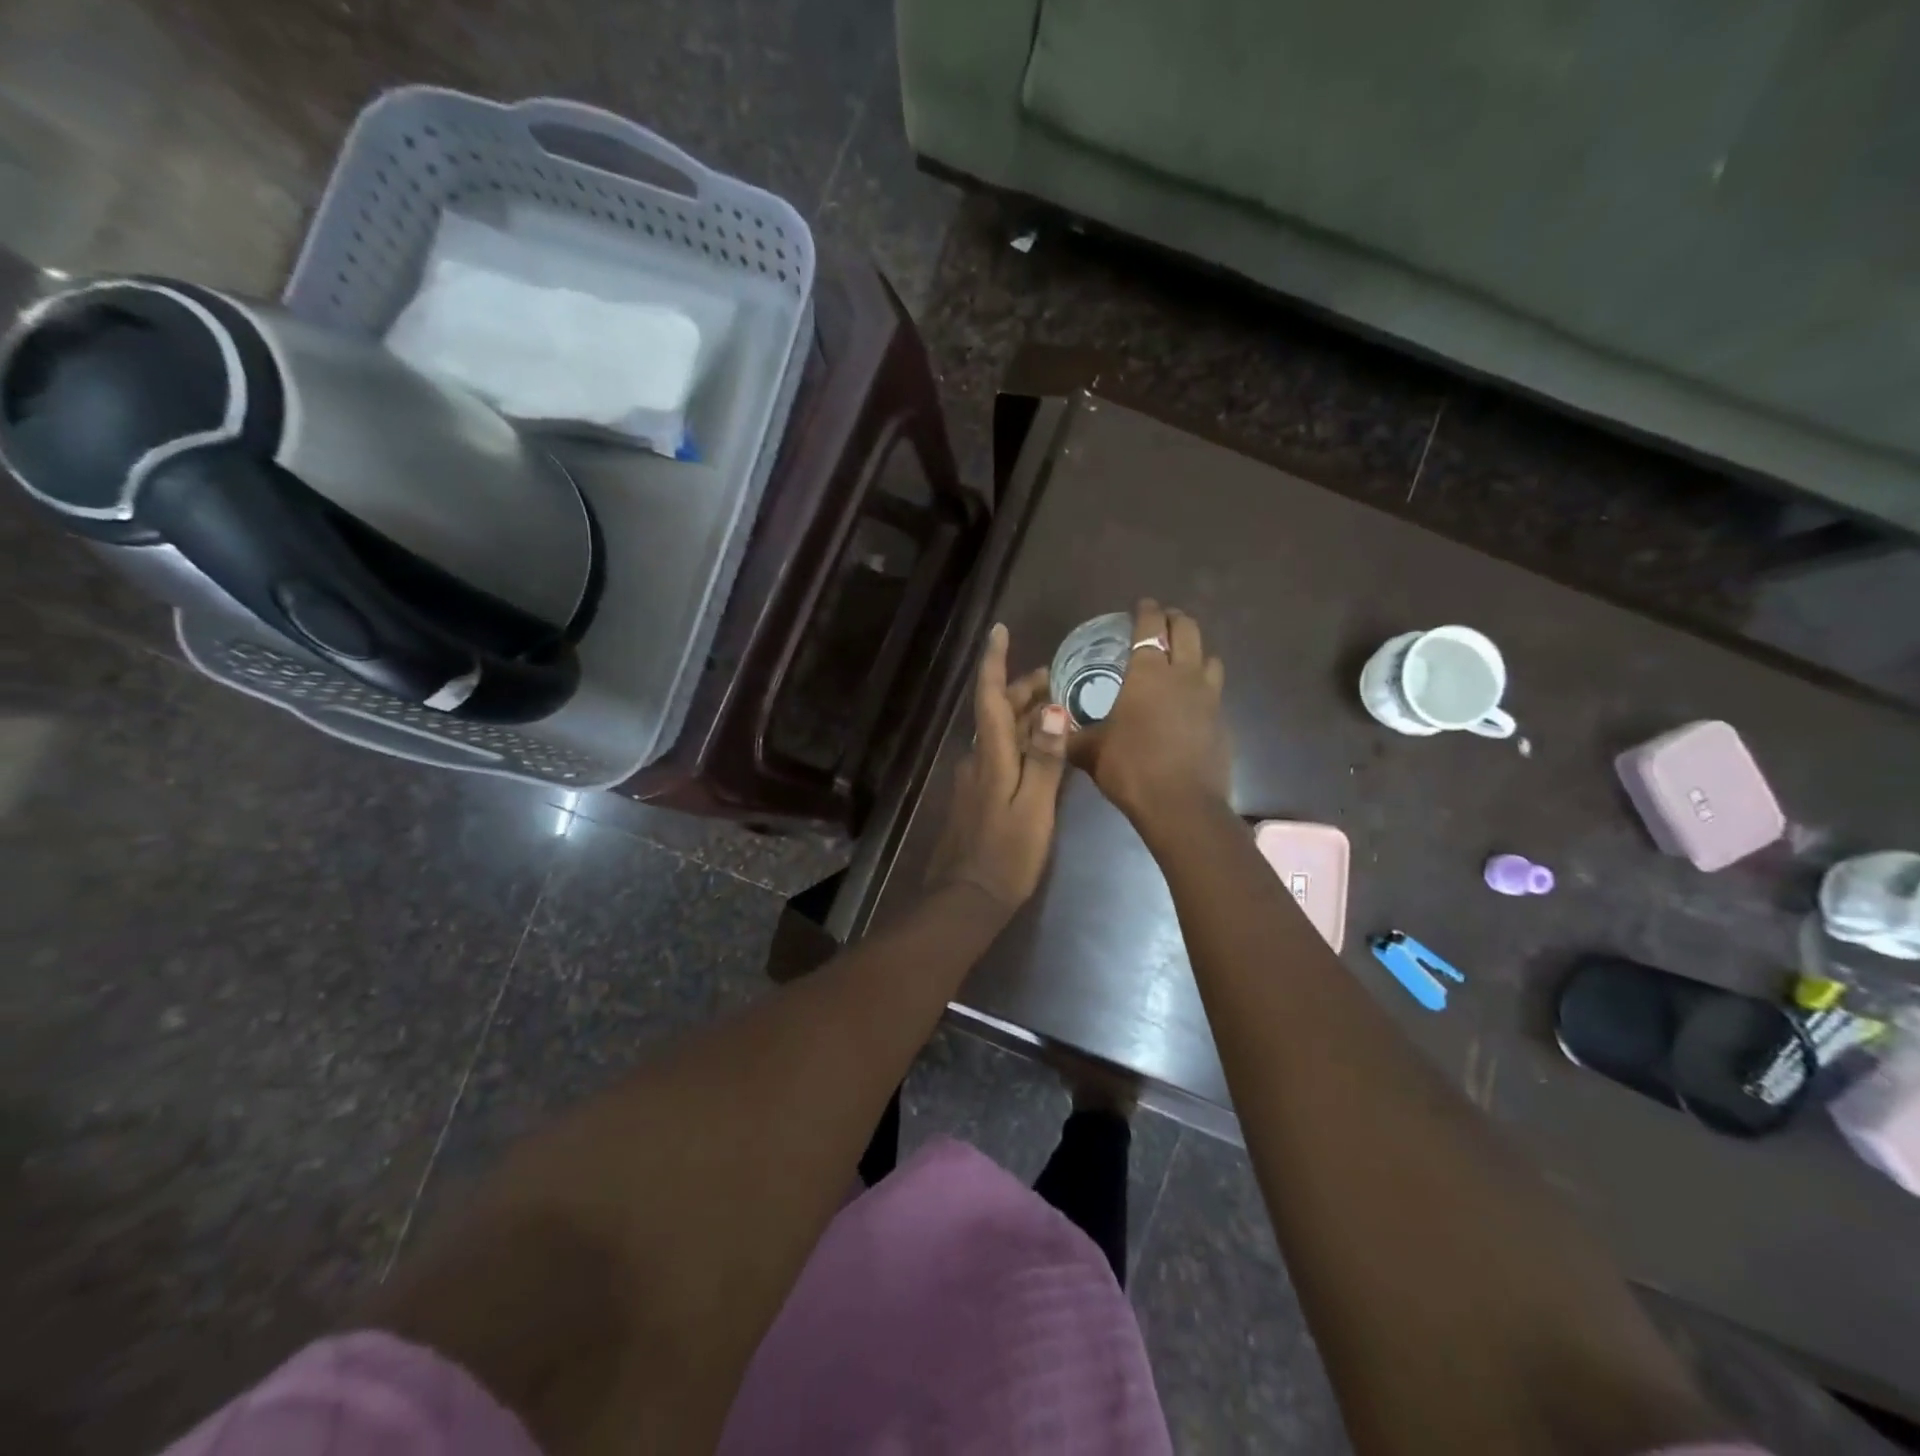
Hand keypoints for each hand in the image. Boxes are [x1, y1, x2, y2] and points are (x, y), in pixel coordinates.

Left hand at [926, 623, 1069, 914]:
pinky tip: (1043, 751)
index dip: (994, 662)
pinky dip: (1021, 743)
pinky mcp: (977, 797)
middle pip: (998, 712)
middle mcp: (977, 758)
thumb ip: (1044, 759)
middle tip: (1059, 677)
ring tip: (1058, 707)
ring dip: (1025, 716)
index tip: (999, 630)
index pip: (990, 697)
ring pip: (1000, 734)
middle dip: (1024, 689)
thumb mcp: (1034, 808)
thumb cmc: (1006, 854)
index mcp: (990, 756)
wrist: (966, 898)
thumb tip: (1052, 709)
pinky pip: (1000, 756)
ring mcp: (974, 778)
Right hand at [1067, 599, 1229, 829]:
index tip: (1142, 604)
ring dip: (1196, 650)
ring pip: (1209, 657)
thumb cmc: (1130, 768)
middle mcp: (1182, 676)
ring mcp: (1208, 697)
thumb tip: (1051, 729)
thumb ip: (1072, 735)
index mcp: (1147, 674)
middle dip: (1175, 619)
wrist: (1181, 805)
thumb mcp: (1090, 751)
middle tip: (1163, 620)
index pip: (1150, 627)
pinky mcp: (1222, 721)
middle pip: (1188, 630)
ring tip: (1182, 657)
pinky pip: (1215, 690)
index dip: (1146, 611)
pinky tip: (1191, 701)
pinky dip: (1204, 684)